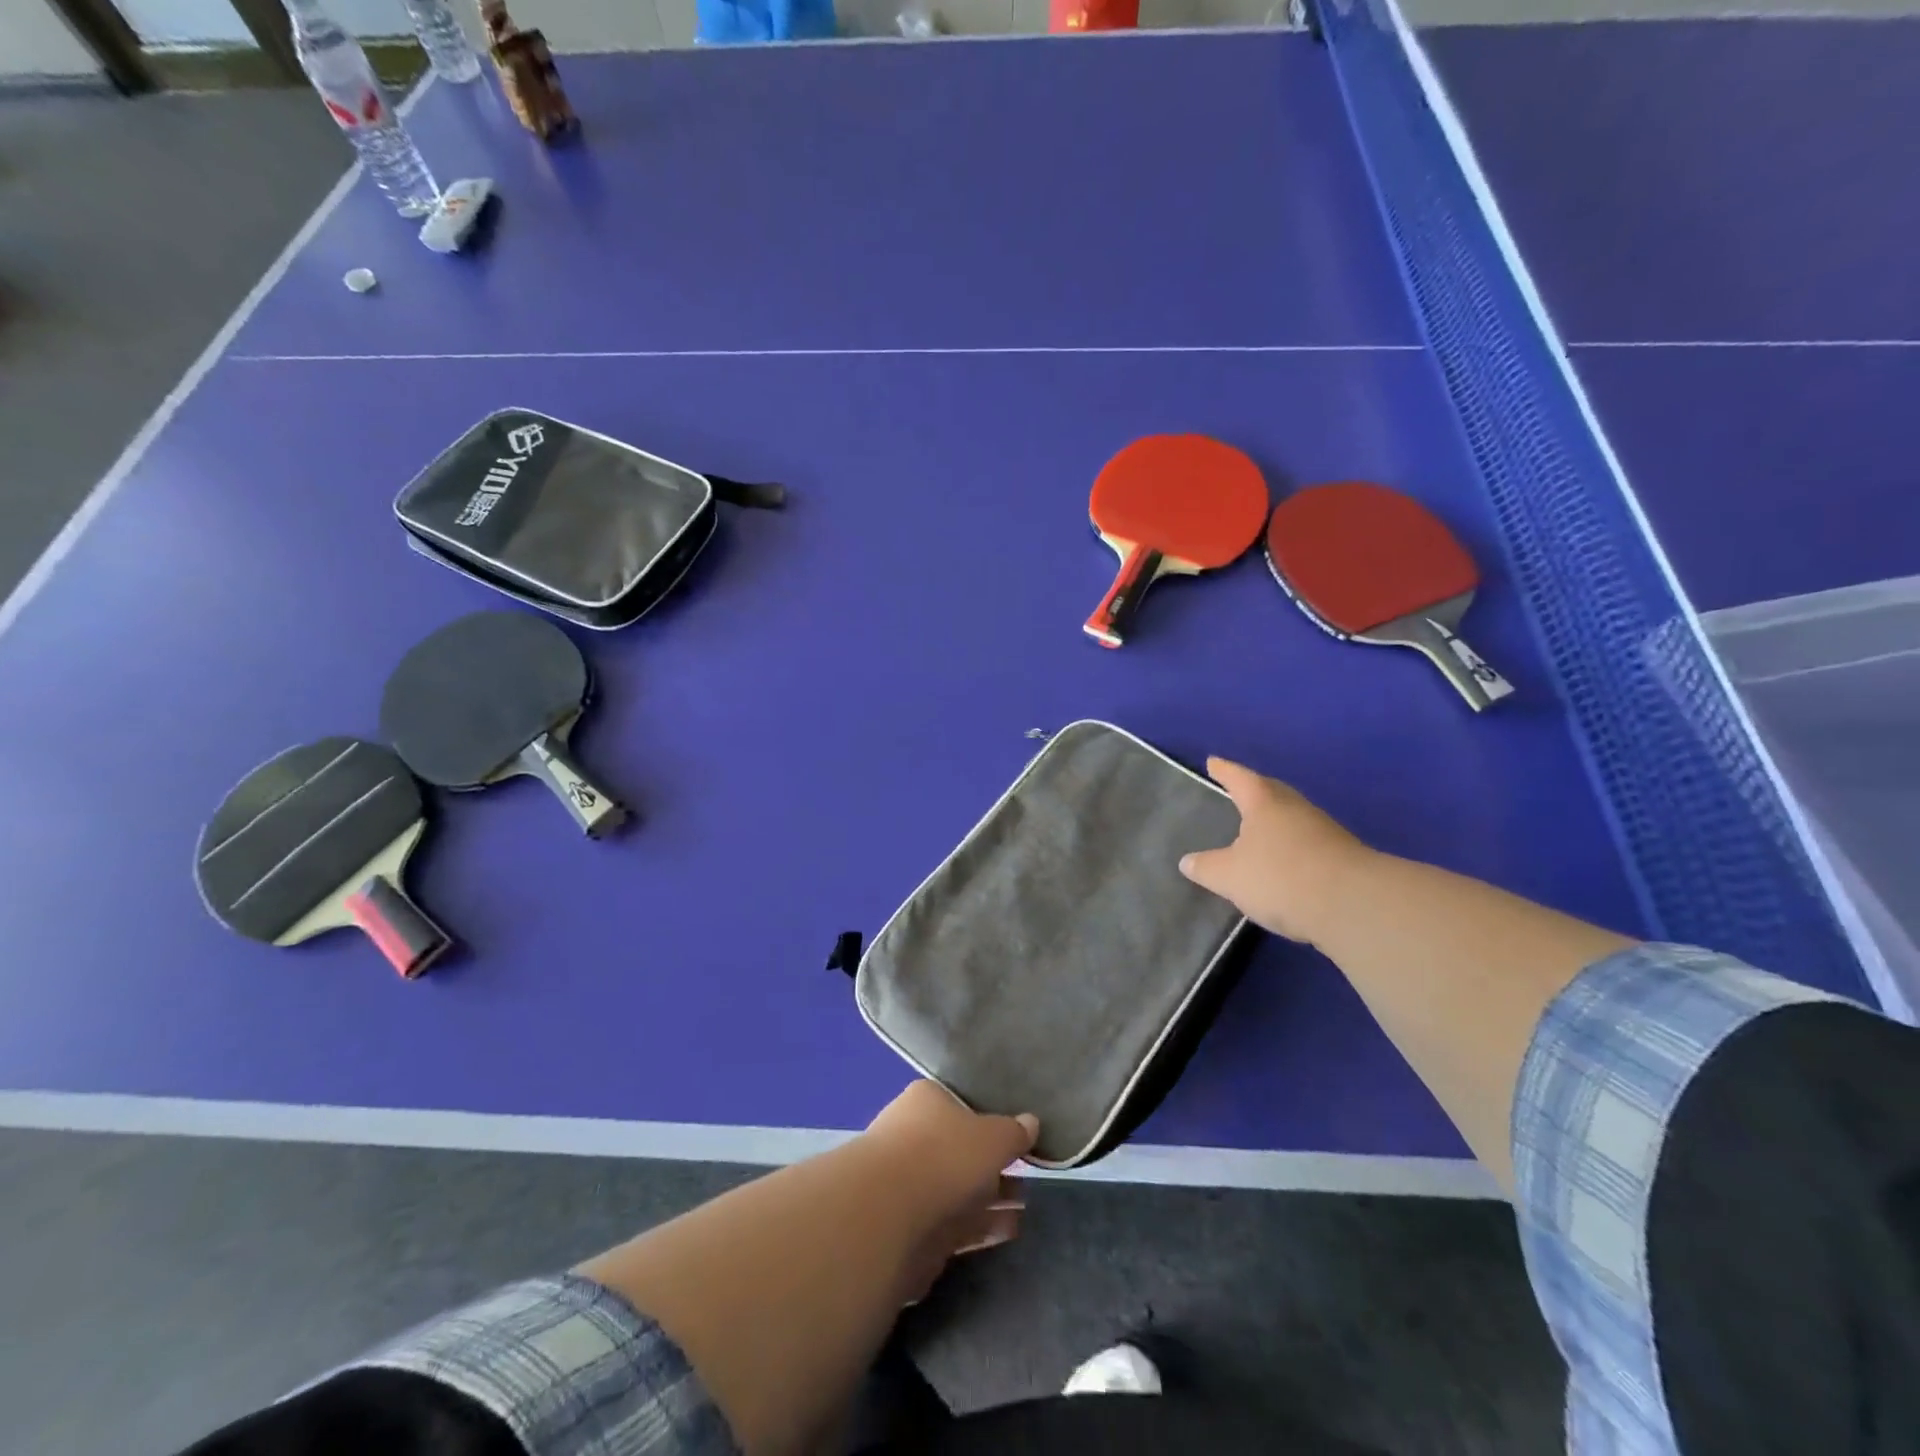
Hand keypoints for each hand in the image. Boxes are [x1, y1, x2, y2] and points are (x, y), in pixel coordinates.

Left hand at [860, 1080, 1036, 1301]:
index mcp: (926, 1101)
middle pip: (960, 1149)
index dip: (989, 1120)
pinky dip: (981, 1225)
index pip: (960, 1104)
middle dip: (993, 1165)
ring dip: (992, 1199)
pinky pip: (955, 1222)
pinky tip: (1010, 1230)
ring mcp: (910, 1184)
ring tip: (1025, 1206)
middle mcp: (914, 1136)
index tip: (1016, 1138)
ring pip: (959, 1189)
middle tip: (1027, 1176)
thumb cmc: (944, 1155)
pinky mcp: (912, 1227)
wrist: (889, 1215)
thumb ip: (1014, 1132)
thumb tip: (1031, 1122)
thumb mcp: (993, 1136)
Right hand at [1178, 757, 1374, 945]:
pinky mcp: (1342, 857)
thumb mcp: (1229, 877)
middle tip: (1238, 791)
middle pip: (1271, 792)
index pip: (1239, 778)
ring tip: (1258, 830)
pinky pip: (1308, 842)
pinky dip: (1292, 846)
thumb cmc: (1280, 877)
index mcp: (1264, 803)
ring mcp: (1324, 831)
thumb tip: (1187, 861)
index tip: (1213, 762)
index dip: (1224, 771)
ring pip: (1292, 817)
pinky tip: (1285, 862)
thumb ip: (1207, 868)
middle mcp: (1295, 808)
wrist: (1353, 904)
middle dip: (1254, 791)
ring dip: (1276, 821)